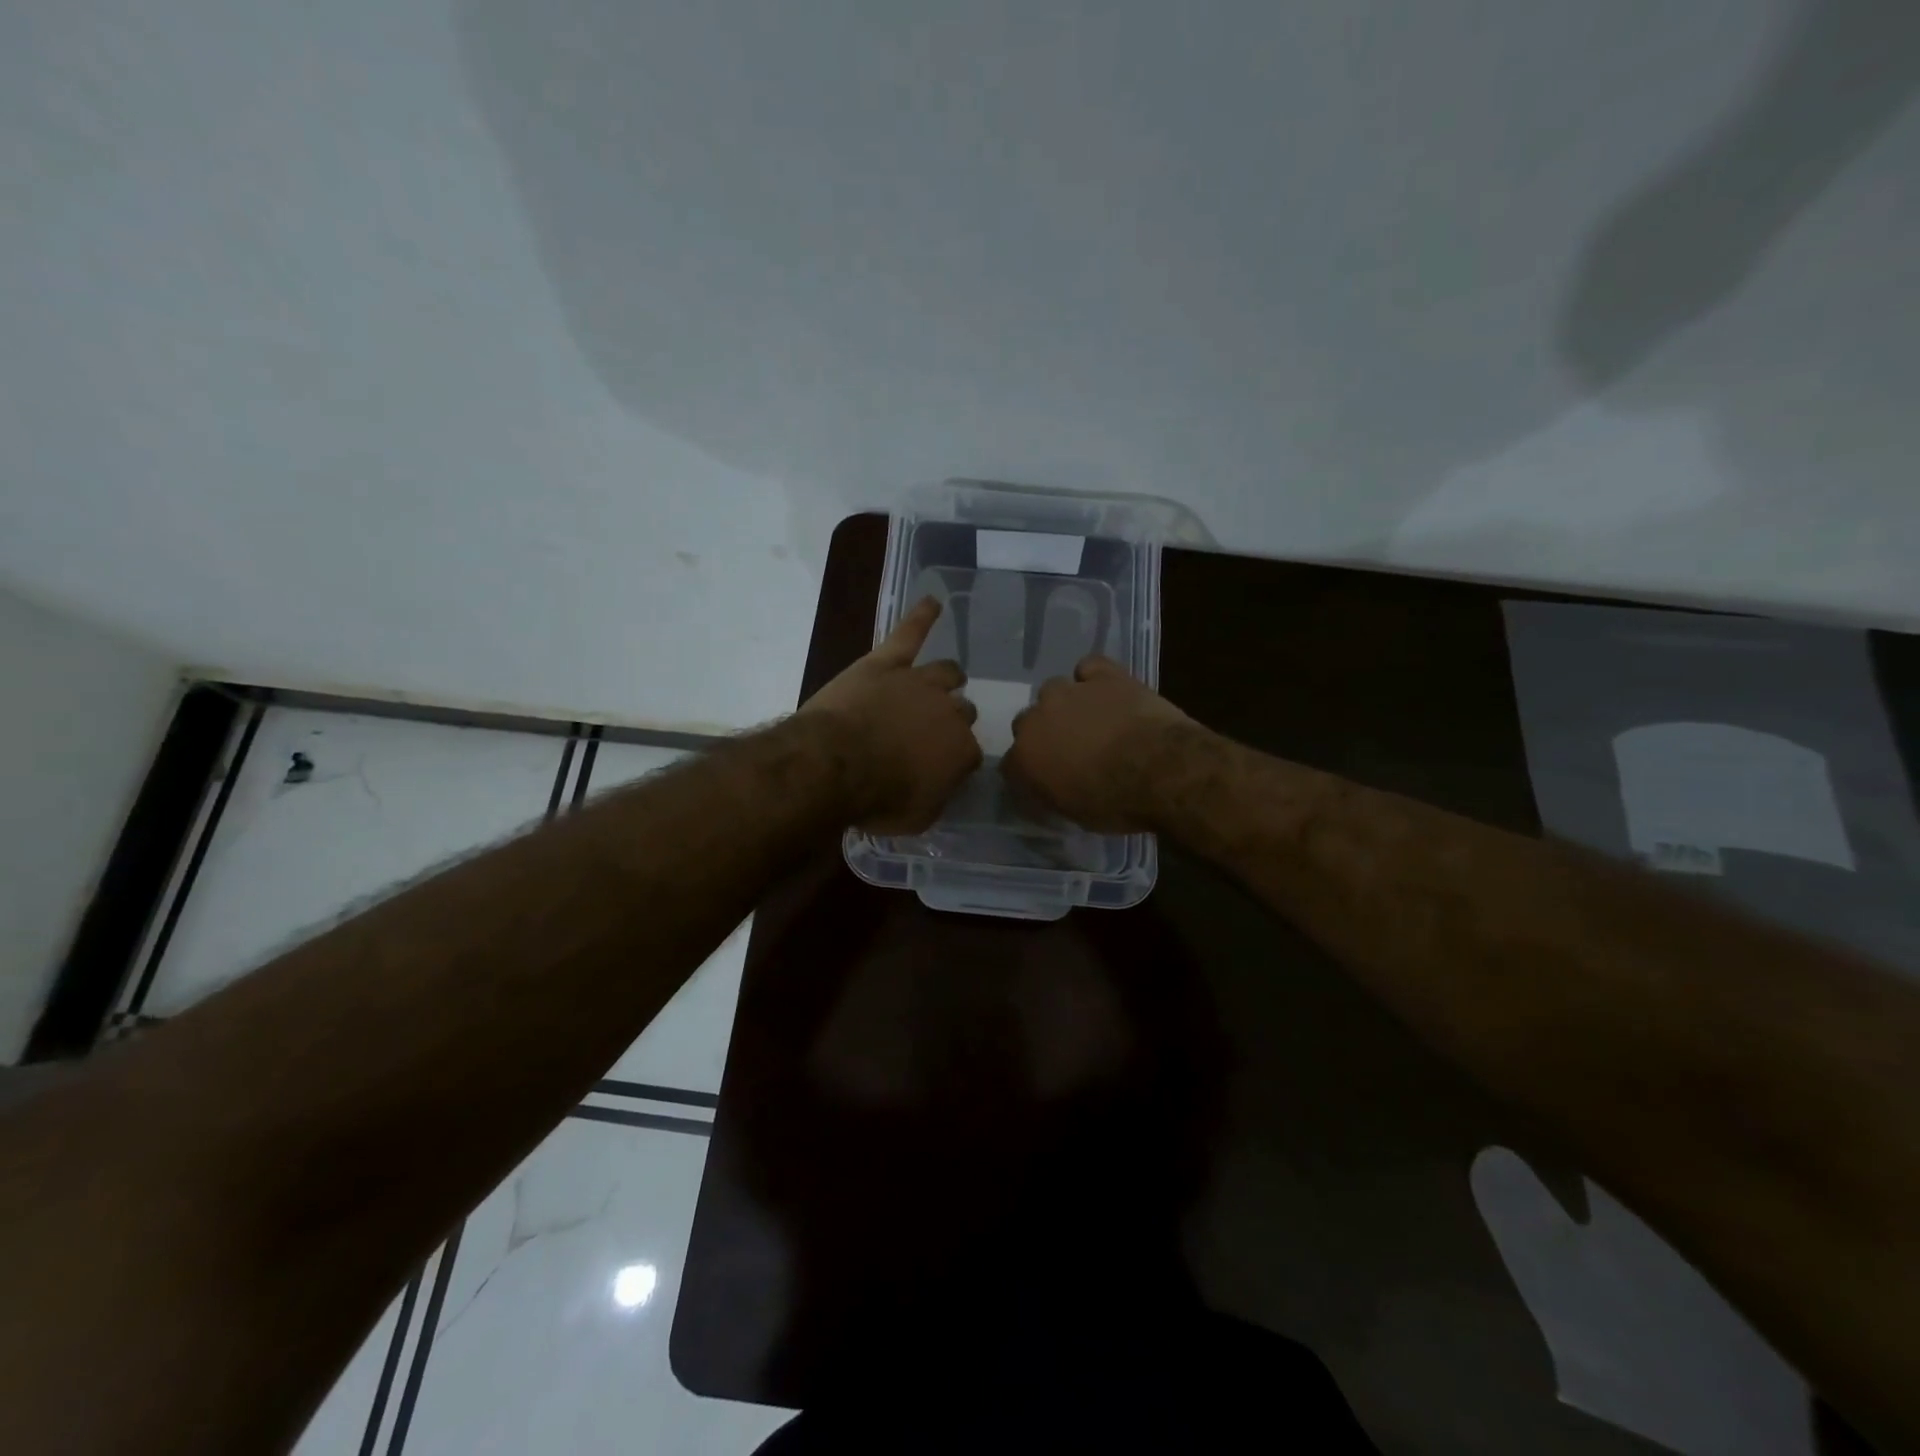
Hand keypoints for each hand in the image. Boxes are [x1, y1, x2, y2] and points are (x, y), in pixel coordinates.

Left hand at [798, 596, 981, 832]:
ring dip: (948, 678)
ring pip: (946, 673)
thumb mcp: (918, 816)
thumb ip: (937, 796)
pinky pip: (909, 633)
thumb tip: (939, 785)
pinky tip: (933, 602)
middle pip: (962, 711)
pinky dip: (922, 617)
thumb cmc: (877, 798)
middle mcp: (949, 711)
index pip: (968, 753)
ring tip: (948, 678)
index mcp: (961, 750)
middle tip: (932, 732)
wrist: (836, 764)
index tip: (939, 768)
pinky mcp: (886, 662)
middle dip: (952, 720)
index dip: (954, 760)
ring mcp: (918, 682)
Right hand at [1001, 656, 1196, 831]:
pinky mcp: (1103, 676)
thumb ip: (1053, 794)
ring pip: (1053, 690)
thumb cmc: (1115, 803)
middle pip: (1026, 722)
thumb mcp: (1075, 814)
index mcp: (1024, 759)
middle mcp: (1037, 720)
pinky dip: (1093, 676)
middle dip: (1044, 733)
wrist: (1159, 770)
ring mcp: (1069, 692)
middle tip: (1070, 748)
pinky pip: (1088, 667)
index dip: (1029, 771)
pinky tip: (1106, 690)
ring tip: (1090, 718)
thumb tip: (1052, 787)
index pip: (1011, 764)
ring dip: (1065, 704)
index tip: (1046, 779)